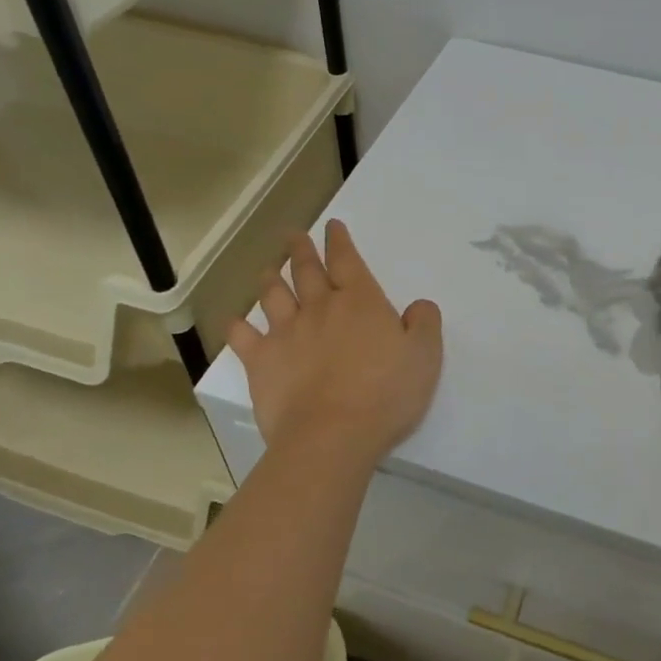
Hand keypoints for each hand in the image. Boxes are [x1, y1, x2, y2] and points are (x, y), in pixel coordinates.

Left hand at [227, 221, 442, 473]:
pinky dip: (238, 326)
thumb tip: (418, 305)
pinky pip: (244, 337)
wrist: (331, 435)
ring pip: (273, 296)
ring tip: (268, 269)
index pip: (347, 260)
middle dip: (301, 250)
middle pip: (306, 271)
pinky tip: (235, 321)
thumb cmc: (385, 394)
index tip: (332, 225)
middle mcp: (320, 308)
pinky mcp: (261, 362)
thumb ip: (424, 323)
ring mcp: (286, 333)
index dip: (339, 241)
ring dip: (270, 279)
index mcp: (360, 302)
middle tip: (293, 235)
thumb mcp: (425, 356)